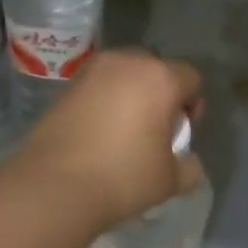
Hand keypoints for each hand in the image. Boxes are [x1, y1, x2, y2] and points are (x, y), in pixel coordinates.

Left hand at [17, 49, 203, 228]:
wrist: (54, 185)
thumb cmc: (122, 177)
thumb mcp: (169, 180)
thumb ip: (189, 167)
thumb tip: (188, 163)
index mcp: (160, 78)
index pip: (191, 78)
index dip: (193, 105)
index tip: (180, 134)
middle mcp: (126, 62)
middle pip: (155, 69)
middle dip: (160, 94)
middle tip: (154, 130)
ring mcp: (91, 70)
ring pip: (124, 74)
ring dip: (131, 95)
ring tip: (124, 131)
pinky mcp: (66, 85)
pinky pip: (98, 86)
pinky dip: (105, 101)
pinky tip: (99, 132)